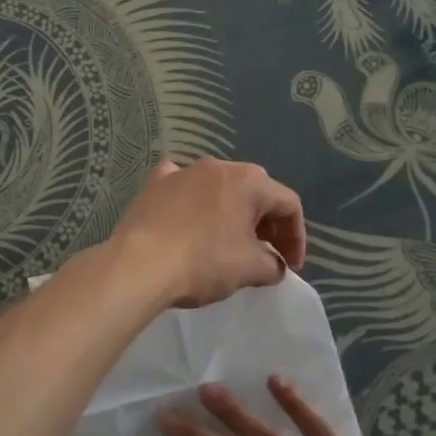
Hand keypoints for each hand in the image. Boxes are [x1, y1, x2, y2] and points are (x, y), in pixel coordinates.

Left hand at [108, 159, 305, 308]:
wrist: (140, 264)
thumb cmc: (204, 262)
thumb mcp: (250, 269)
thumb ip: (272, 264)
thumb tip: (273, 264)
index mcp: (249, 181)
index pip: (288, 204)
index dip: (296, 237)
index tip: (290, 266)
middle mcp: (218, 166)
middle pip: (255, 191)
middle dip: (266, 223)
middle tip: (266, 253)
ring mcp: (183, 170)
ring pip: (219, 187)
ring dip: (231, 212)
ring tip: (230, 241)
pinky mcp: (155, 183)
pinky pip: (183, 185)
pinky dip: (193, 200)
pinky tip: (189, 216)